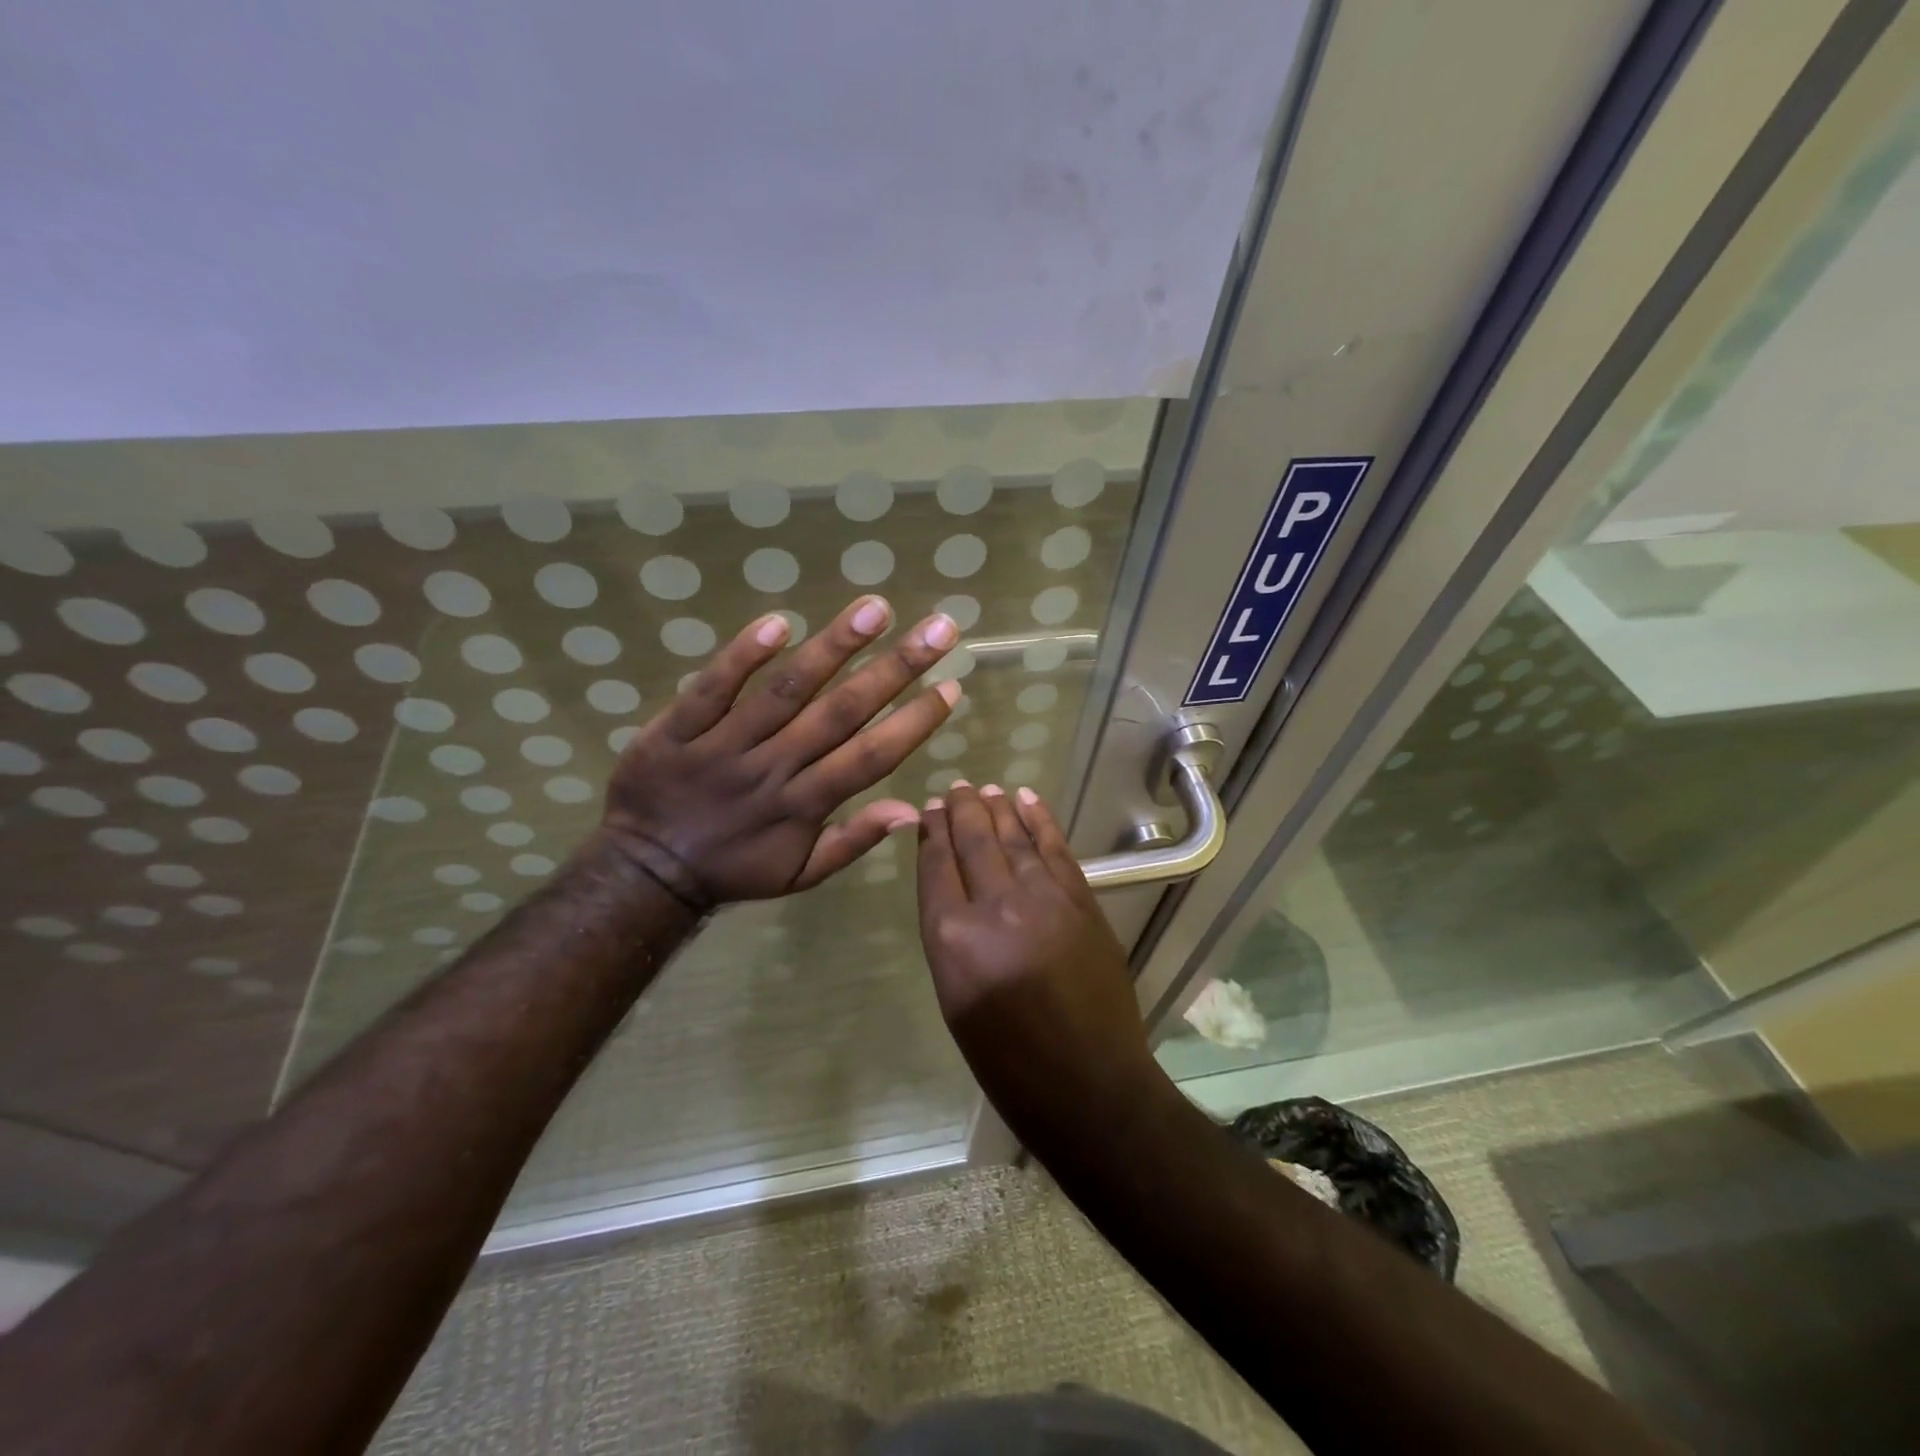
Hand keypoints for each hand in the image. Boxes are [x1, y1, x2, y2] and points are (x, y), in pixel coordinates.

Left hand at [599, 596, 959, 905]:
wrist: (644, 870)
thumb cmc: (733, 869)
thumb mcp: (798, 875)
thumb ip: (852, 841)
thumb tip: (910, 812)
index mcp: (804, 805)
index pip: (871, 758)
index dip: (914, 722)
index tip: (951, 686)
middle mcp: (773, 768)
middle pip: (841, 713)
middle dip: (895, 669)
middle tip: (938, 629)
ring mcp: (724, 744)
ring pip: (786, 691)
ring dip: (833, 647)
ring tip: (875, 609)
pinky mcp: (678, 727)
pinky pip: (713, 688)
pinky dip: (743, 656)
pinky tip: (779, 624)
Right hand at [915, 782, 1158, 1138]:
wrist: (1088, 1084)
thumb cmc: (1008, 1059)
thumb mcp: (956, 998)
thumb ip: (950, 936)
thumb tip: (952, 889)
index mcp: (952, 939)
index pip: (936, 866)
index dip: (931, 832)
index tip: (929, 811)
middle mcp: (995, 907)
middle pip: (973, 841)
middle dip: (961, 810)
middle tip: (954, 789)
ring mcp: (1043, 899)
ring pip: (1013, 837)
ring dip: (997, 807)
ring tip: (985, 788)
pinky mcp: (1081, 901)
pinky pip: (1054, 848)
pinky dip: (1039, 819)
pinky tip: (1027, 799)